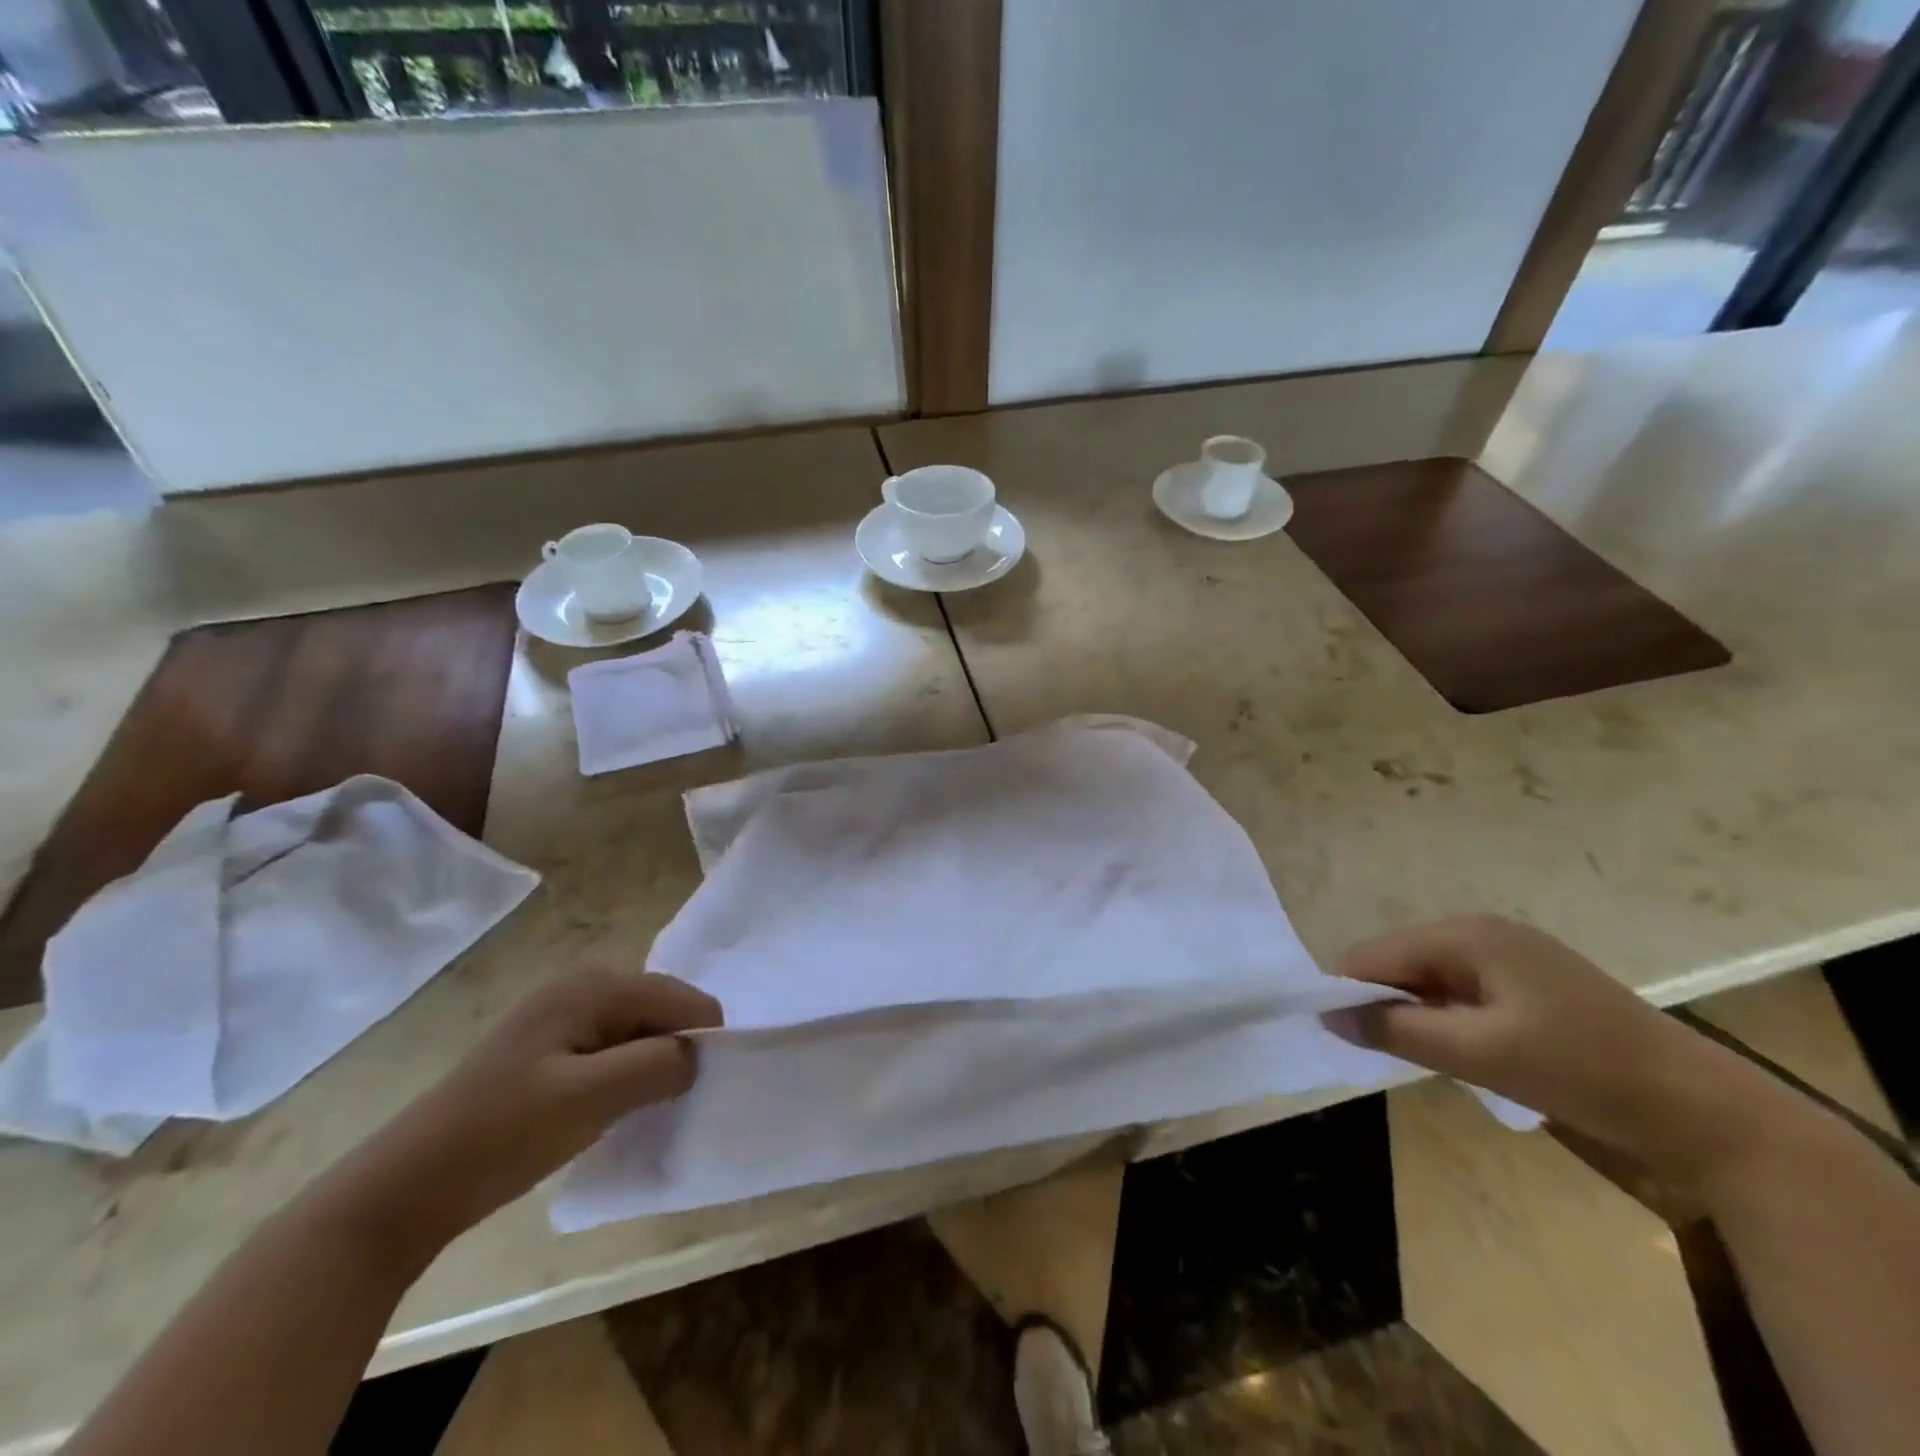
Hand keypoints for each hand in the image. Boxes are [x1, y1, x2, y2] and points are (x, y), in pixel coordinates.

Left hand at [331, 969, 722, 1255]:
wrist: (405, 1188)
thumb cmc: (503, 1135)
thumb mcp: (591, 1098)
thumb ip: (659, 1065)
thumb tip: (699, 1055)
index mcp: (594, 985)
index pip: (682, 998)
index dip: (701, 1040)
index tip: (697, 1090)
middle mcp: (582, 985)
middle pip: (663, 1008)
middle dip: (676, 1050)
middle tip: (664, 1103)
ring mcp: (563, 1014)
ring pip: (640, 1029)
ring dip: (651, 1065)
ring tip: (638, 1109)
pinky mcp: (550, 1046)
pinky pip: (614, 1047)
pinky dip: (626, 1074)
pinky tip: (610, 1108)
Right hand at [1325, 914, 1769, 1178]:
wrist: (1709, 1113)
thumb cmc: (1586, 1072)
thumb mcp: (1481, 1054)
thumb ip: (1396, 1031)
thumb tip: (1326, 1016)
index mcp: (1468, 934)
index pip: (1375, 953)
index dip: (1347, 990)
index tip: (1333, 1034)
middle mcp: (1482, 931)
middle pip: (1399, 959)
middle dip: (1379, 1001)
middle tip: (1376, 1052)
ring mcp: (1510, 954)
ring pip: (1427, 977)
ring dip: (1411, 1012)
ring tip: (1414, 1055)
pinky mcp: (1530, 983)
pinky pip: (1459, 990)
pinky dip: (1442, 1016)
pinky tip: (1455, 1049)